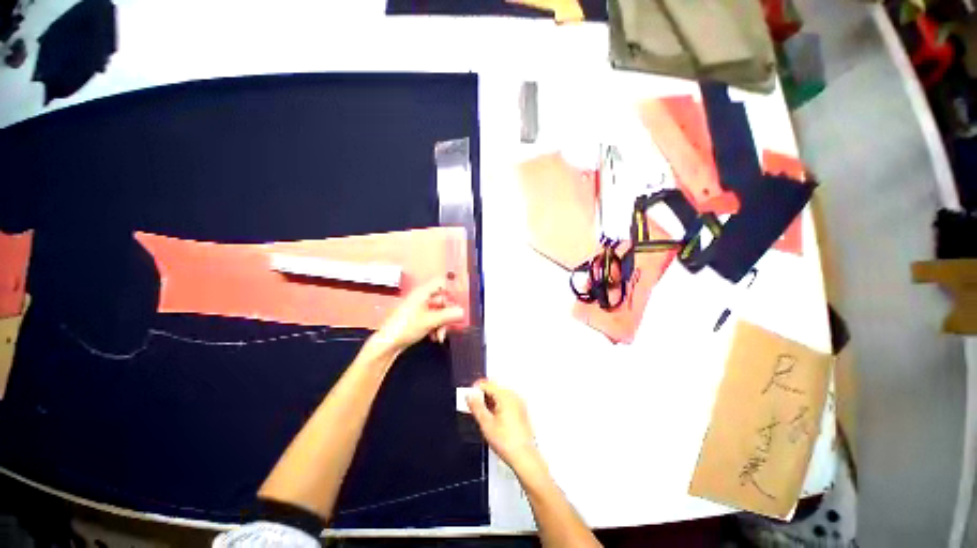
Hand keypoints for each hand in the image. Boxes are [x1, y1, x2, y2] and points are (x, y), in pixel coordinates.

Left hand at [368, 277, 463, 355]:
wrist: (387, 344)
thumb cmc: (407, 327)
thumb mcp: (431, 321)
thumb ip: (449, 315)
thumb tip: (464, 312)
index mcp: (422, 293)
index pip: (441, 283)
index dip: (451, 291)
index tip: (457, 304)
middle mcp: (421, 298)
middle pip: (441, 300)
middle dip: (447, 314)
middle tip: (450, 325)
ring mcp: (418, 308)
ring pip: (437, 311)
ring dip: (442, 323)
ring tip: (440, 336)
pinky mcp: (416, 319)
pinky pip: (431, 318)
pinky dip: (435, 327)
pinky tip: (435, 337)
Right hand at [467, 380, 543, 475]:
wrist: (524, 457)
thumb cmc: (508, 443)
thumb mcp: (486, 424)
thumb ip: (476, 407)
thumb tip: (469, 396)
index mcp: (505, 396)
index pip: (487, 384)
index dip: (475, 389)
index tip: (468, 397)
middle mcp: (514, 396)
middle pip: (494, 388)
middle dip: (482, 395)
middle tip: (474, 407)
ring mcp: (519, 403)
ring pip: (500, 395)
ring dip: (489, 401)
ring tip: (483, 415)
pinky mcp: (521, 411)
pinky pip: (506, 402)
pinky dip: (498, 406)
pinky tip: (493, 419)